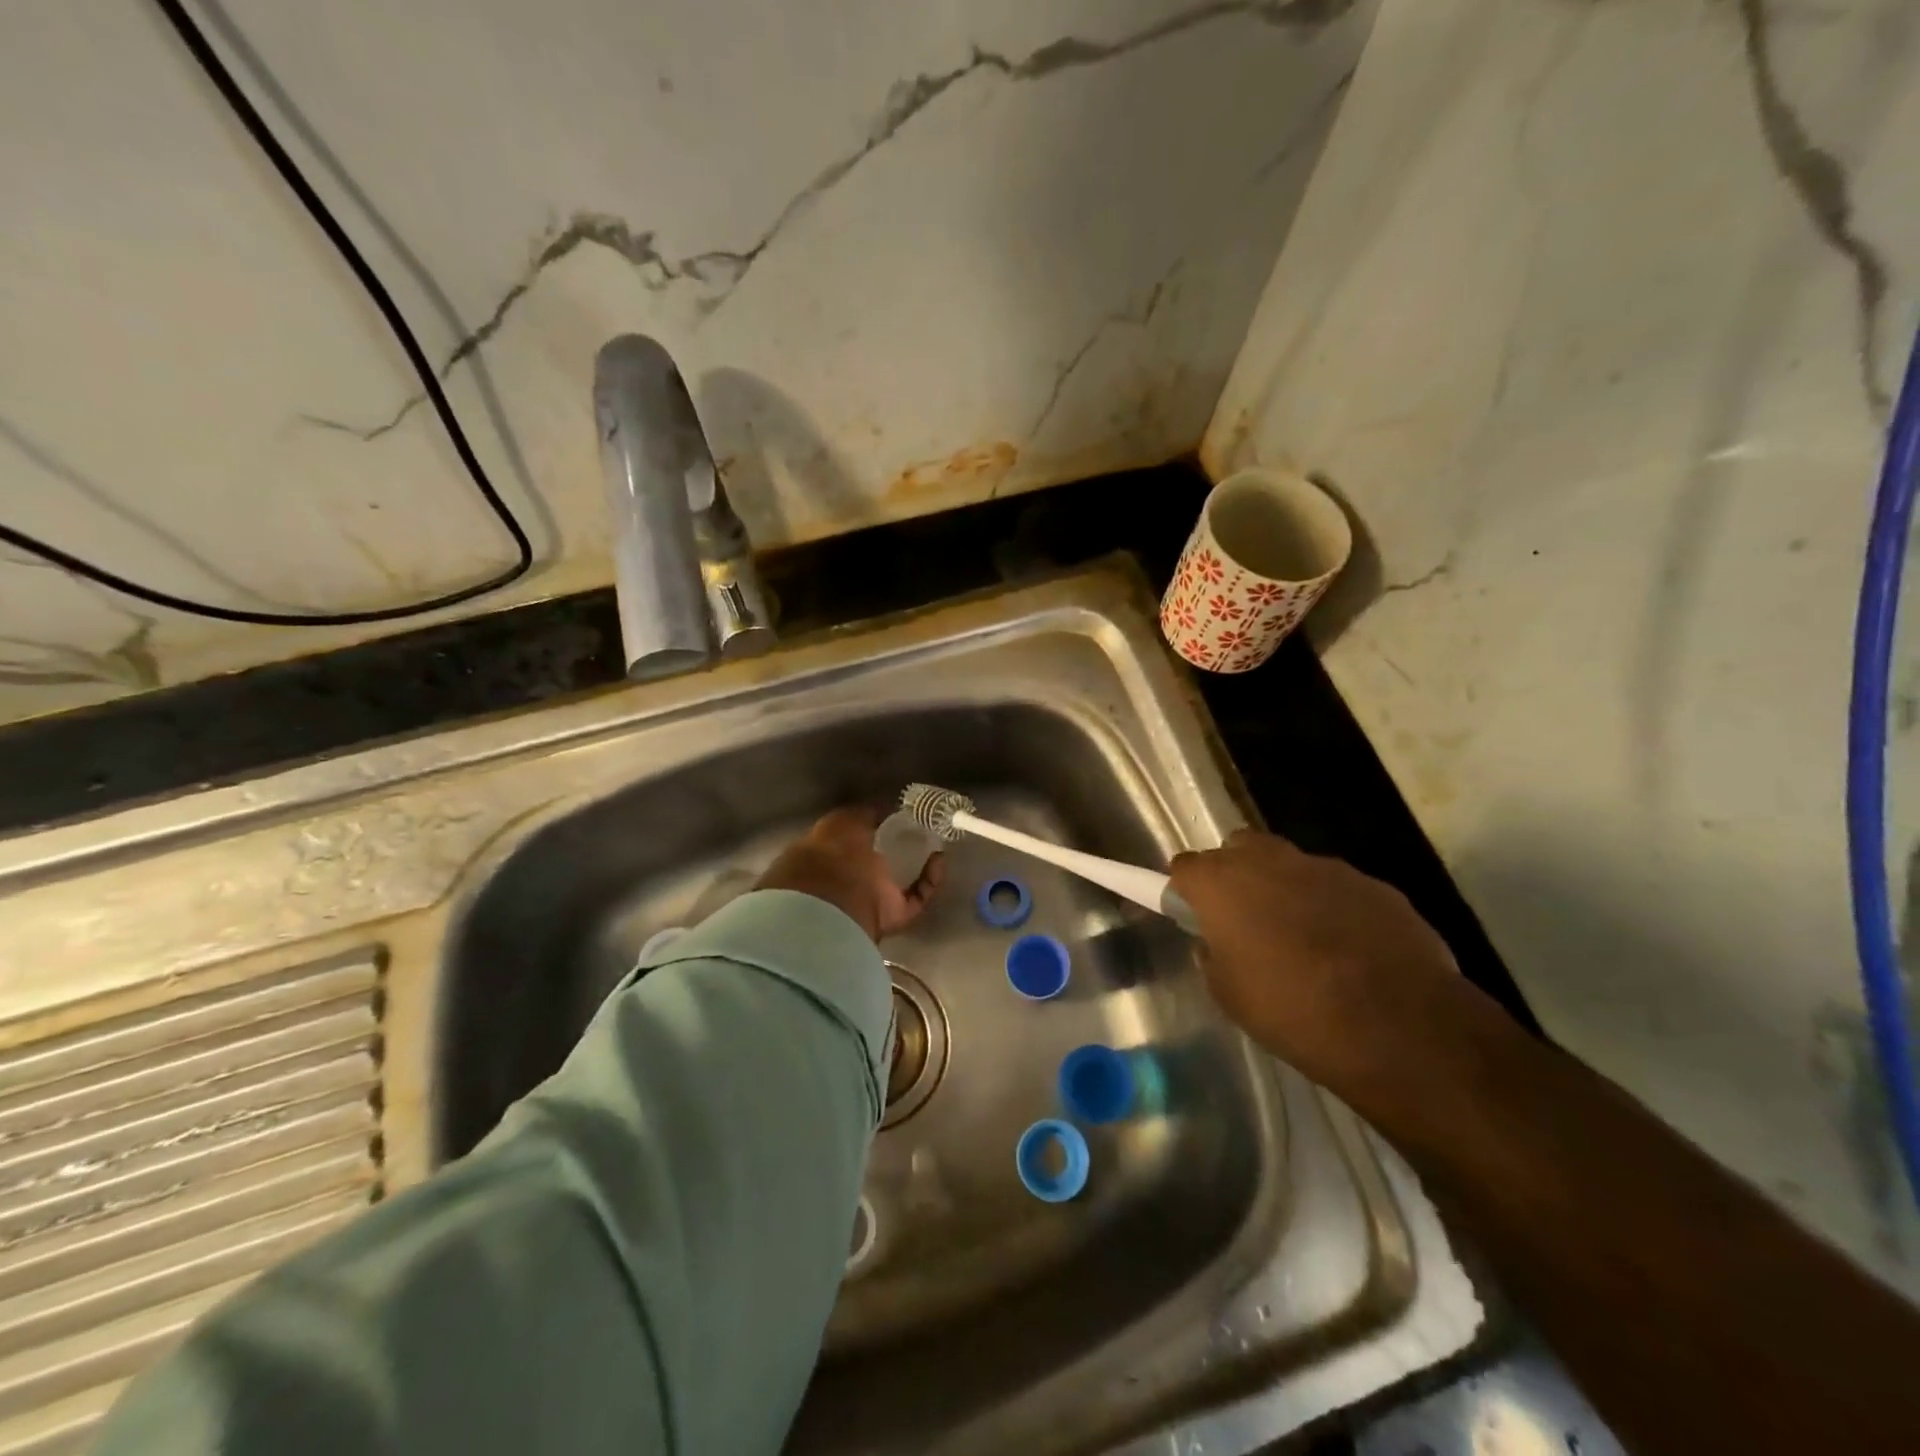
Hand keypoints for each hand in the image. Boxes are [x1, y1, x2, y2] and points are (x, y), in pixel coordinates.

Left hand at [757, 807, 944, 942]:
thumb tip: (888, 807)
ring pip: (906, 881)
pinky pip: (919, 897)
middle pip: (886, 861)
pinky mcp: (896, 914)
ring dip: (923, 864)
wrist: (835, 897)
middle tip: (927, 828)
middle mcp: (857, 877)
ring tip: (938, 842)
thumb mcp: (846, 820)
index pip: (864, 837)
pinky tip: (939, 859)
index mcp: (838, 852)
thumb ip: (866, 813)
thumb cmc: (834, 852)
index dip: (884, 825)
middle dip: (906, 846)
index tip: (904, 813)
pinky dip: (931, 880)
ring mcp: (876, 898)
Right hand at [1169, 829, 1468, 1092]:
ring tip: (1302, 938)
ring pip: (1290, 864)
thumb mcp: (1229, 994)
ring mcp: (1324, 867)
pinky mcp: (1372, 884)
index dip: (1187, 890)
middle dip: (1235, 873)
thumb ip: (1213, 957)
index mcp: (1221, 882)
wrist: (1396, 1023)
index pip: (1185, 866)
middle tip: (1243, 918)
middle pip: (1237, 848)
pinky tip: (1348, 949)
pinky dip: (1332, 908)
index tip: (1195, 915)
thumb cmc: (1291, 1009)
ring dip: (1286, 889)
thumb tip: (1215, 943)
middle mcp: (1268, 860)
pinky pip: (1337, 888)